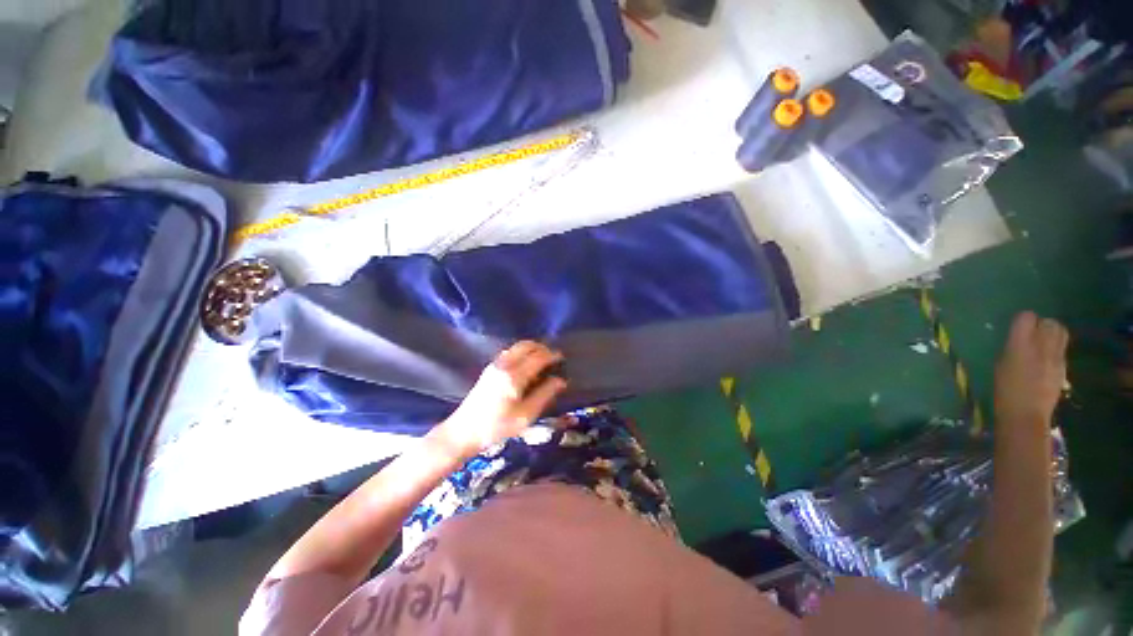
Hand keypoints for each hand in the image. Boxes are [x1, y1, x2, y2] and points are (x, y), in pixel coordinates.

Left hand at [432, 341, 567, 459]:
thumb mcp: (525, 416)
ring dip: (532, 349)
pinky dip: (522, 352)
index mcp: (514, 376)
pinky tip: (527, 364)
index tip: (562, 358)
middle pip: (526, 346)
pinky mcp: (489, 369)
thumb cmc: (497, 427)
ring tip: (543, 360)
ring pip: (517, 347)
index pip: (537, 357)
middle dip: (542, 348)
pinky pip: (510, 352)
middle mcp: (504, 365)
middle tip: (553, 357)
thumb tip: (561, 380)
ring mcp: (495, 365)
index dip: (552, 355)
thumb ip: (544, 395)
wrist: (463, 432)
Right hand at [994, 312, 1067, 431]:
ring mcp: (1056, 357)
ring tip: (1043, 343)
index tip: (1017, 328)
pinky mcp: (1063, 367)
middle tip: (1033, 334)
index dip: (1022, 320)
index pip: (1026, 317)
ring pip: (1061, 332)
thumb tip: (1019, 339)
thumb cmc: (1004, 390)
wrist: (1025, 414)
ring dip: (1052, 334)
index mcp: (1020, 344)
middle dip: (1042, 325)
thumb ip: (1012, 347)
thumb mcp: (1001, 365)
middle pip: (1049, 322)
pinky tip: (1046, 360)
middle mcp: (1041, 345)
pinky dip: (1055, 349)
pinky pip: (1062, 349)